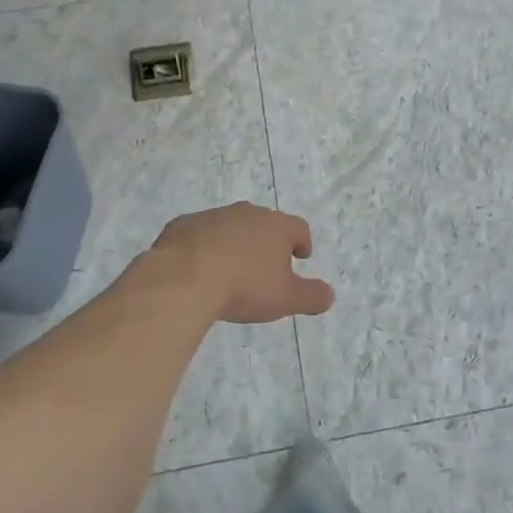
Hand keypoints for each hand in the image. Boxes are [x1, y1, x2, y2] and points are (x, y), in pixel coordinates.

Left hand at [148, 202, 334, 324]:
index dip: (302, 242)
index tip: (301, 256)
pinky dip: (203, 246)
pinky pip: (199, 234)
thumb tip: (330, 295)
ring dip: (234, 243)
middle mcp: (247, 213)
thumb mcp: (285, 299)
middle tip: (265, 265)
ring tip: (231, 269)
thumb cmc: (243, 286)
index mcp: (276, 226)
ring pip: (231, 226)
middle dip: (267, 241)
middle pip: (264, 223)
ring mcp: (213, 216)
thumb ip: (311, 296)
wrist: (183, 277)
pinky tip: (198, 268)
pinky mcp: (183, 224)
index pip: (298, 228)